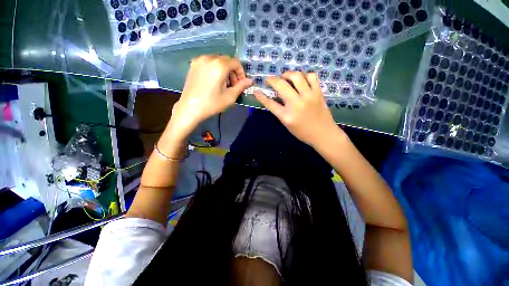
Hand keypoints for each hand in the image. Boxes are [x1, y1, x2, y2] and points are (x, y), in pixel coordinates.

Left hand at [169, 55, 252, 139]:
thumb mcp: (230, 96)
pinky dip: (215, 69)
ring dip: (224, 71)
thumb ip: (241, 86)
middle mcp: (209, 58)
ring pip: (218, 61)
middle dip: (233, 72)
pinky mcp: (193, 65)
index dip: (241, 72)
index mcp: (219, 65)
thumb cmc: (212, 104)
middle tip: (233, 86)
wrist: (190, 108)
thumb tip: (250, 81)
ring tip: (223, 85)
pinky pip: (209, 63)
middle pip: (227, 60)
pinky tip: (214, 82)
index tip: (241, 84)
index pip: (236, 62)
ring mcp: (199, 60)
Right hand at [254, 71, 344, 147]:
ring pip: (296, 76)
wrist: (324, 134)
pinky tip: (301, 80)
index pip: (270, 103)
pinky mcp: (318, 92)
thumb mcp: (287, 124)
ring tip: (284, 77)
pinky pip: (311, 76)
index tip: (256, 91)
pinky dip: (304, 75)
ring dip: (287, 74)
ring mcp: (309, 96)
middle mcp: (296, 104)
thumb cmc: (303, 132)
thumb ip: (279, 111)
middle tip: (270, 80)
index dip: (261, 96)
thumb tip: (274, 98)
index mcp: (287, 116)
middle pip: (281, 85)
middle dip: (272, 80)